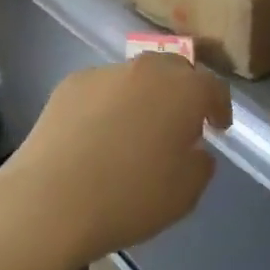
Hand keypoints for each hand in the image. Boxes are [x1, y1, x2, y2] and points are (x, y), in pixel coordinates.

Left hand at [0, 54, 230, 268]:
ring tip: (137, 128)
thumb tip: (195, 149)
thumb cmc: (128, 198)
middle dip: (184, 91)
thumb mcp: (185, 194)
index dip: (220, 106)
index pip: (213, 86)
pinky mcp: (71, 84)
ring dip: (145, 96)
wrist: (49, 200)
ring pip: (136, 76)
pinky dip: (110, 103)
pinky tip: (99, 133)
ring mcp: (106, 72)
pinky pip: (103, 88)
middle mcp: (147, 70)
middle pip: (175, 69)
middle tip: (182, 121)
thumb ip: (200, 164)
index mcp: (183, 91)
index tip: (219, 127)